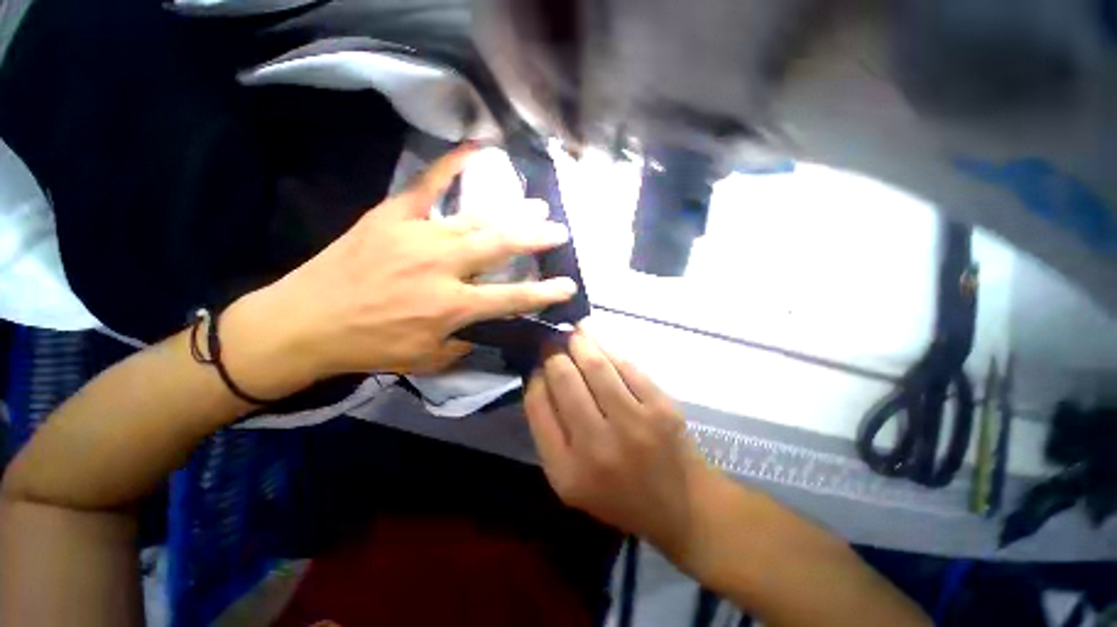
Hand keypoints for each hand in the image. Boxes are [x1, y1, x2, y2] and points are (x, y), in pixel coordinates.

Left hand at [221, 145, 577, 398]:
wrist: (305, 321)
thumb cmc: (370, 346)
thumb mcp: (426, 359)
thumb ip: (464, 345)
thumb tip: (485, 331)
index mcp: (453, 306)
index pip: (513, 298)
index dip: (545, 293)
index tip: (569, 285)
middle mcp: (443, 267)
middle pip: (502, 247)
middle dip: (537, 238)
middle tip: (560, 231)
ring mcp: (418, 235)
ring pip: (477, 219)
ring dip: (512, 211)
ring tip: (537, 203)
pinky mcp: (393, 215)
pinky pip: (428, 184)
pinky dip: (452, 164)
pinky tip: (475, 149)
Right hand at [524, 332, 715, 564]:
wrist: (680, 506)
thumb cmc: (617, 494)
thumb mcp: (570, 479)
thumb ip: (549, 431)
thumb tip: (540, 376)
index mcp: (566, 470)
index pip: (538, 406)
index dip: (535, 377)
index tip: (537, 365)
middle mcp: (597, 447)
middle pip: (565, 380)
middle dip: (554, 352)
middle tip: (552, 340)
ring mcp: (633, 424)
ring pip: (596, 365)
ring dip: (580, 341)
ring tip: (573, 330)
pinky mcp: (661, 407)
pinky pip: (627, 365)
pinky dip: (608, 346)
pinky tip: (597, 338)